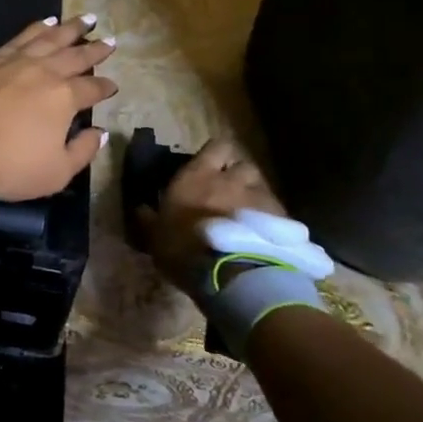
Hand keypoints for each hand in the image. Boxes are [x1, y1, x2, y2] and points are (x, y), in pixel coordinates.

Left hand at [0, 16, 116, 199]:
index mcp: (63, 97)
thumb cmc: (8, 164)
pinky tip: (44, 23)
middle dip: (95, 48)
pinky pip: (19, 37)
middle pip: (75, 55)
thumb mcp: (55, 173)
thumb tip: (99, 133)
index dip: (105, 87)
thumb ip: (82, 151)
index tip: (113, 85)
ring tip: (84, 19)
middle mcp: (43, 71)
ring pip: (48, 38)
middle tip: (111, 40)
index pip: (91, 88)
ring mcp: (14, 61)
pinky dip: (36, 28)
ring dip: (69, 29)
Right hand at [138, 138, 288, 297]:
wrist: (231, 274)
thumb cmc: (184, 248)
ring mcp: (260, 198)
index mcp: (198, 175)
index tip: (210, 167)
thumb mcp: (155, 236)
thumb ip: (149, 219)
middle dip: (239, 176)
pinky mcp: (282, 221)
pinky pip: (277, 213)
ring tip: (248, 218)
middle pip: (243, 165)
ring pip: (262, 187)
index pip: (216, 146)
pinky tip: (263, 238)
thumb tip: (140, 208)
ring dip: (255, 197)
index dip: (216, 154)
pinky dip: (270, 221)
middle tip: (230, 193)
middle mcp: (232, 179)